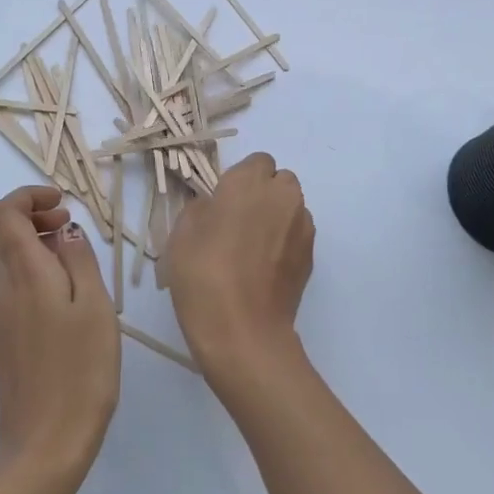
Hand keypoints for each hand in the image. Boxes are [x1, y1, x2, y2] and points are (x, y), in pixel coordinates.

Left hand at [0, 186, 119, 493]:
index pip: (3, 213)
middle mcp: (1, 287)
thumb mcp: (95, 307)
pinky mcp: (2, 333)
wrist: (45, 440)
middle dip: (28, 214)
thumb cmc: (81, 371)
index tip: (63, 205)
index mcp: (23, 274)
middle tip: (67, 225)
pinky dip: (28, 266)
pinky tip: (62, 288)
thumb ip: (79, 260)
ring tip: (71, 254)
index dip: (28, 197)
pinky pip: (7, 281)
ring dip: (29, 241)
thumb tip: (64, 231)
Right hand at [161, 153, 314, 392]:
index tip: (222, 203)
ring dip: (277, 217)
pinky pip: (298, 235)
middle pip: (280, 181)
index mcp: (249, 183)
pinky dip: (285, 243)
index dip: (240, 180)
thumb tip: (215, 207)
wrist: (243, 330)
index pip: (256, 162)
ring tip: (252, 249)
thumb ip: (201, 208)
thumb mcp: (181, 234)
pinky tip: (264, 269)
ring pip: (292, 208)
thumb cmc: (203, 275)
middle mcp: (283, 196)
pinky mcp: (311, 256)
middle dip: (264, 194)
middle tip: (238, 222)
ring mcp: (303, 227)